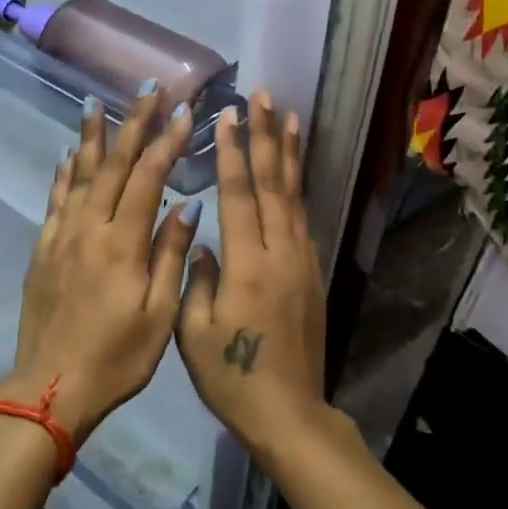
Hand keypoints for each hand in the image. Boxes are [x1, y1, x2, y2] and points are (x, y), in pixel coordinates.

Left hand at [8, 88, 202, 444]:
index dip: (167, 142)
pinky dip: (63, 174)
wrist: (51, 387)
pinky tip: (66, 156)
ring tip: (97, 104)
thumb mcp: (159, 315)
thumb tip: (187, 206)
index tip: (185, 112)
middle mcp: (88, 229)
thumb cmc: (117, 358)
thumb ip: (170, 256)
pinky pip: (55, 200)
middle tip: (147, 90)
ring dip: (91, 138)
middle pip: (111, 165)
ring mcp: (61, 237)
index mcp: (121, 244)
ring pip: (78, 175)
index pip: (147, 179)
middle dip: (132, 124)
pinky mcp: (43, 250)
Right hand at [177, 94, 327, 461]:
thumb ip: (197, 279)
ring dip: (289, 155)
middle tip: (264, 96)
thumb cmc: (232, 377)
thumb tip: (203, 242)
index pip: (240, 195)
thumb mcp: (194, 333)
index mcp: (247, 266)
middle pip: (273, 184)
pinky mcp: (313, 274)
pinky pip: (304, 219)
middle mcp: (280, 254)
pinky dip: (298, 188)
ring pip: (295, 196)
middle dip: (266, 137)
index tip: (229, 114)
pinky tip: (294, 172)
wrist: (289, 412)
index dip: (234, 152)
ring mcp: (302, 262)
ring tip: (287, 117)